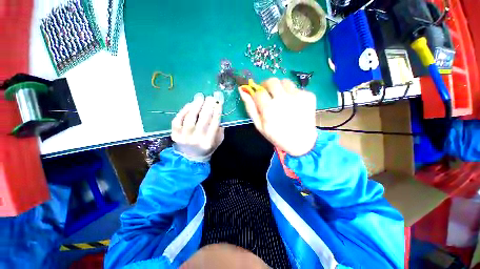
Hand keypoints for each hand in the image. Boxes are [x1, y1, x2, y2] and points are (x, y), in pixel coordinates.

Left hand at [171, 92, 223, 161]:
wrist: (190, 158)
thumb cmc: (207, 148)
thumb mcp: (218, 142)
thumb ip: (220, 130)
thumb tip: (218, 114)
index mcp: (209, 142)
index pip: (214, 123)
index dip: (217, 110)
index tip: (219, 100)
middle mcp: (196, 139)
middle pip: (203, 119)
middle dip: (207, 106)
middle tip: (210, 97)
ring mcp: (184, 137)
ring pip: (190, 118)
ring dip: (195, 106)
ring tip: (199, 97)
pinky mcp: (174, 134)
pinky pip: (177, 120)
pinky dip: (183, 111)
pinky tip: (189, 104)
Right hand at [239, 78, 317, 155]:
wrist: (301, 142)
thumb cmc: (276, 135)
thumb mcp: (259, 125)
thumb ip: (250, 108)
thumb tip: (242, 90)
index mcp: (269, 109)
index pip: (258, 92)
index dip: (257, 94)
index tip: (259, 99)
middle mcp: (283, 99)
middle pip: (272, 81)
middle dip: (267, 86)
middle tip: (268, 93)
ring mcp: (298, 96)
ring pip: (285, 82)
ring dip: (280, 88)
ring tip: (281, 99)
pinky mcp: (309, 96)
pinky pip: (297, 88)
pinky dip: (292, 94)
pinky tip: (293, 104)